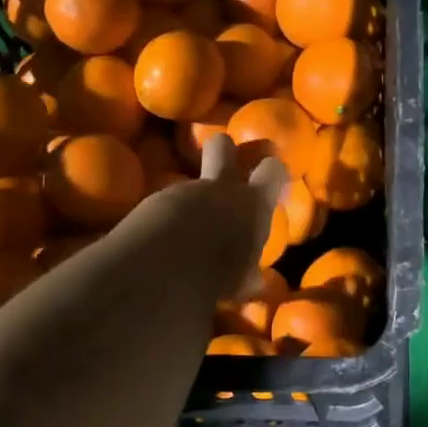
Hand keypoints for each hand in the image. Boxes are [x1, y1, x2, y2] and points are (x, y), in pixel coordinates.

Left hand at [121, 131, 285, 299]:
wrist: (165, 266)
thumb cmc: (218, 273)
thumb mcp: (241, 280)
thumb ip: (247, 273)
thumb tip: (253, 280)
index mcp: (252, 203)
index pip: (273, 169)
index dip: (274, 171)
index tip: (275, 181)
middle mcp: (219, 188)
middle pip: (222, 146)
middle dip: (224, 150)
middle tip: (225, 165)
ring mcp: (183, 191)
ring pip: (189, 183)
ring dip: (191, 200)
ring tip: (186, 227)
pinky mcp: (153, 201)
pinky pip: (164, 204)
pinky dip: (165, 218)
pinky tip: (161, 240)